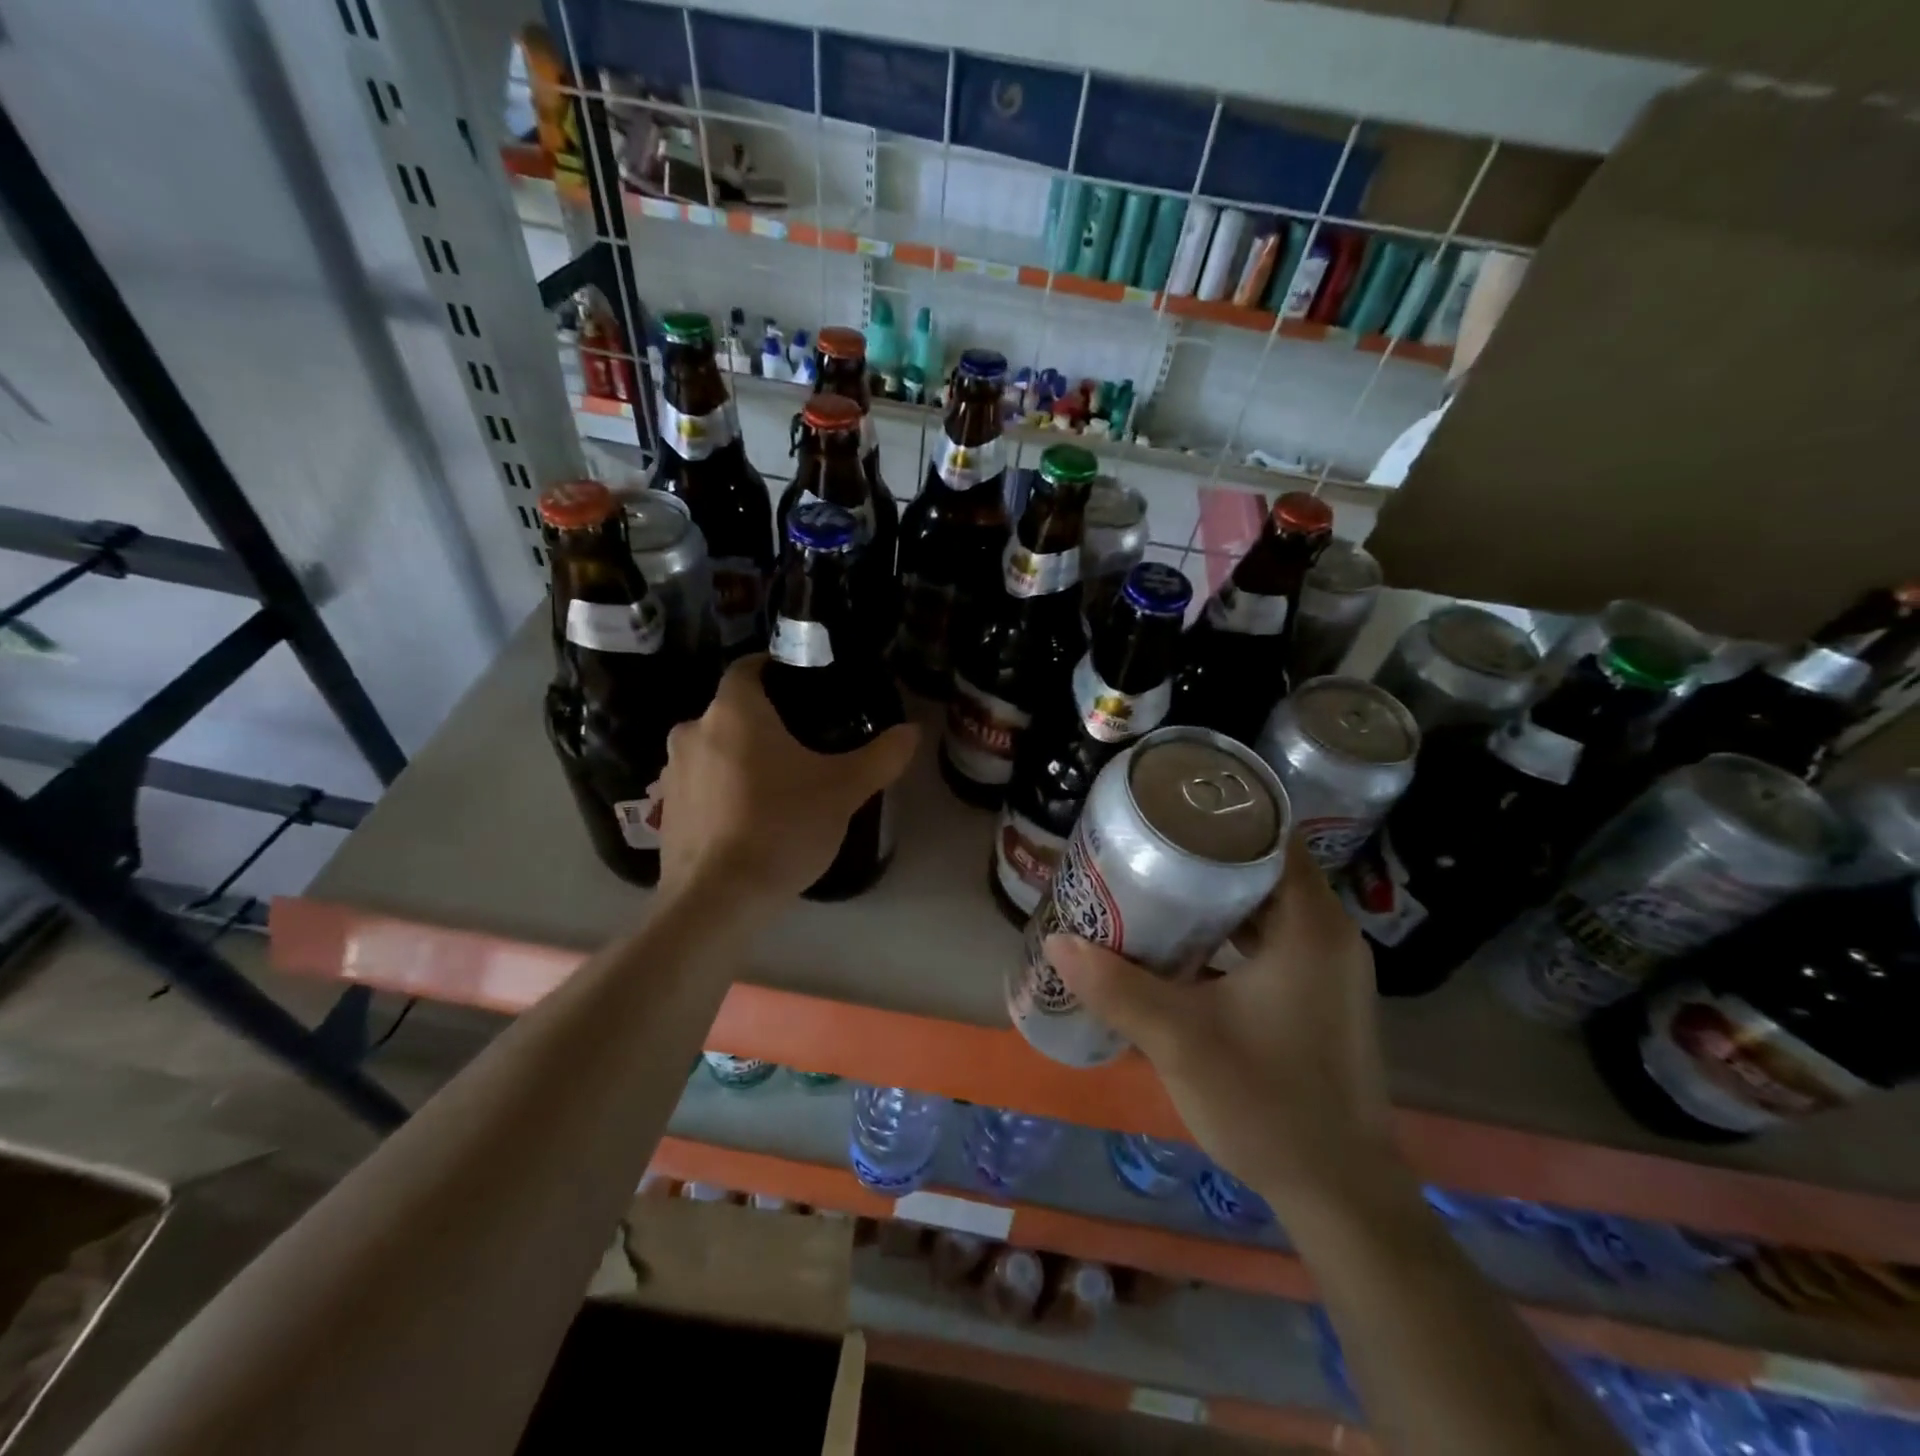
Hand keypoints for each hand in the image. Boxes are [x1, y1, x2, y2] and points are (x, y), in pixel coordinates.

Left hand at [656, 655, 918, 905]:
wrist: (716, 901)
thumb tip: (912, 730)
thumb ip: (881, 755)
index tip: (804, 687)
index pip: (749, 667)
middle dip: (765, 722)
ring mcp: (672, 773)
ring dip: (741, 758)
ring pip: (714, 749)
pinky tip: (749, 819)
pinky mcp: (666, 811)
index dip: (775, 669)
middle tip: (804, 744)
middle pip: (733, 711)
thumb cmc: (781, 828)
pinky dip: (722, 791)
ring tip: (779, 785)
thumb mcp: (843, 790)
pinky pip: (701, 785)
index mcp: (734, 711)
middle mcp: (693, 731)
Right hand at [1046, 838, 1398, 1211]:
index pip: (1270, 837)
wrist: (1340, 1196)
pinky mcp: (1319, 999)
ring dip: (1212, 899)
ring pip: (1263, 909)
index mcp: (1310, 926)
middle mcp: (1328, 935)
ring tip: (1151, 888)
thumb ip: (1117, 987)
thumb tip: (1058, 938)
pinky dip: (1227, 935)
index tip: (1165, 810)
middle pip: (1260, 869)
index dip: (1218, 816)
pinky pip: (1269, 943)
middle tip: (1142, 849)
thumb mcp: (1180, 1040)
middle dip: (1202, 857)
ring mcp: (1327, 969)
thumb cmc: (1268, 1103)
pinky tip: (1180, 947)